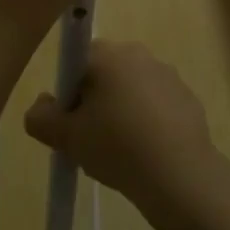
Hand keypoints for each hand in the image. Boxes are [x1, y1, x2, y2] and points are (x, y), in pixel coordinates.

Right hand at [23, 41, 215, 210]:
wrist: (179, 176)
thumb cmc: (117, 147)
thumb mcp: (66, 138)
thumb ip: (41, 118)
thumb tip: (41, 106)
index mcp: (106, 54)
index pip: (77, 61)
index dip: (71, 92)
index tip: (74, 122)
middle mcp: (137, 53)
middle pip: (106, 74)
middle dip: (97, 102)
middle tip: (94, 140)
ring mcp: (166, 74)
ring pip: (133, 90)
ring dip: (125, 112)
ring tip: (124, 154)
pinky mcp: (188, 97)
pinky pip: (158, 106)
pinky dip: (151, 124)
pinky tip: (149, 155)